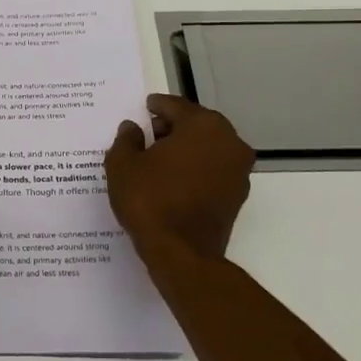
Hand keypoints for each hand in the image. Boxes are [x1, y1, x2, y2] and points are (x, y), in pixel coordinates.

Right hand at [105, 94, 254, 263]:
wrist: (182, 254)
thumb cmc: (150, 200)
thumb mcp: (123, 165)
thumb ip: (126, 139)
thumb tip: (132, 128)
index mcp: (203, 126)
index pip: (176, 106)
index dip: (157, 106)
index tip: (144, 107)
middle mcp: (229, 142)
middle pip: (196, 124)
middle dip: (172, 127)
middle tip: (147, 134)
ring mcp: (238, 170)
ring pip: (208, 148)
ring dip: (185, 149)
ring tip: (156, 159)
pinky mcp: (237, 196)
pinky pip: (212, 170)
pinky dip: (194, 169)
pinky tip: (172, 179)